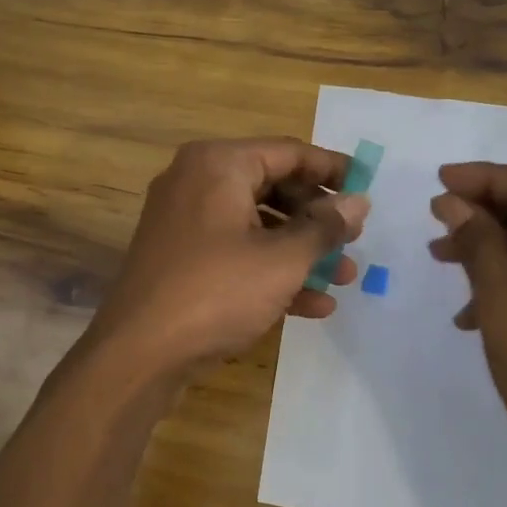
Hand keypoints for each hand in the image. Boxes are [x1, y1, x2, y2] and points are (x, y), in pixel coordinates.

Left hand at [88, 138, 368, 374]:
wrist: (139, 353)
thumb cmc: (217, 291)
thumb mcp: (282, 260)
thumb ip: (325, 227)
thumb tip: (359, 202)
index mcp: (218, 165)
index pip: (288, 153)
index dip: (332, 170)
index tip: (367, 188)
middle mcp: (197, 182)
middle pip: (273, 187)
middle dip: (317, 219)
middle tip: (353, 239)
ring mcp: (186, 222)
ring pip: (257, 225)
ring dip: (301, 251)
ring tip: (343, 276)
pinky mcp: (182, 259)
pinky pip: (236, 252)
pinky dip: (271, 271)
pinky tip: (312, 304)